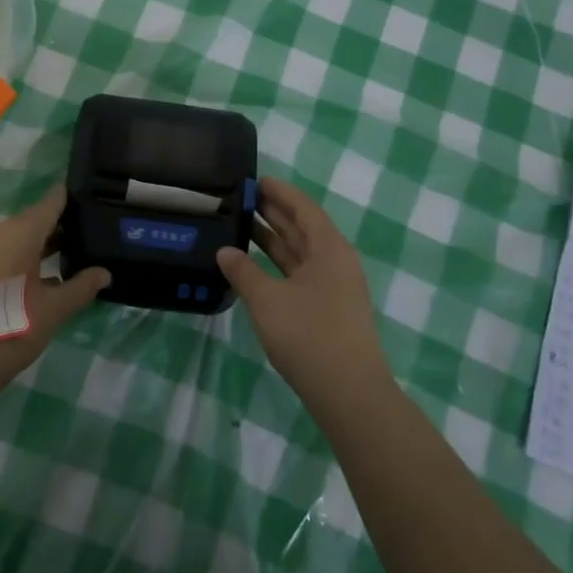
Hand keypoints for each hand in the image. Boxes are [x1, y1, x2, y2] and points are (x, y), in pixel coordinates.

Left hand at [0, 186, 109, 412]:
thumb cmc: (8, 332)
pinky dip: (12, 265)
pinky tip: (25, 290)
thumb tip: (104, 273)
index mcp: (19, 232)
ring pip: (11, 241)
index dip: (72, 199)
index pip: (52, 201)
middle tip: (84, 246)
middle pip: (31, 222)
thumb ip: (81, 288)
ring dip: (34, 252)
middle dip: (57, 232)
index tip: (92, 204)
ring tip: (60, 270)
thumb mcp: (53, 312)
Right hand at [216, 176, 392, 415]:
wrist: (348, 392)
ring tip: (243, 225)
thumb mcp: (266, 300)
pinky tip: (256, 266)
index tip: (255, 180)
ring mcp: (335, 287)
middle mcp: (336, 262)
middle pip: (304, 227)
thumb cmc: (308, 335)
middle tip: (242, 199)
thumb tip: (225, 251)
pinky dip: (279, 264)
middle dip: (275, 213)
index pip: (303, 208)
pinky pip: (301, 273)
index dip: (279, 192)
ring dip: (275, 239)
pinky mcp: (329, 310)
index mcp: (329, 248)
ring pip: (301, 252)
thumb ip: (243, 271)